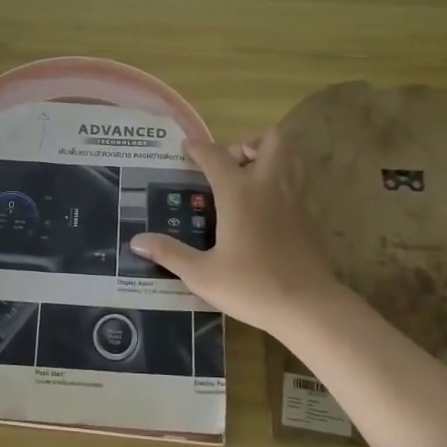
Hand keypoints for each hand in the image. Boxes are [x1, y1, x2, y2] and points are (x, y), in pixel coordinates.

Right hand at [130, 129, 344, 339]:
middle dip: (248, 143)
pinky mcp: (310, 216)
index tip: (186, 148)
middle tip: (230, 165)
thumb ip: (169, 253)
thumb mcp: (202, 274)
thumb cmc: (251, 286)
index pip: (214, 155)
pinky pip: (298, 182)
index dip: (198, 148)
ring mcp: (295, 198)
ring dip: (271, 157)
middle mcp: (268, 185)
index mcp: (238, 193)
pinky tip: (267, 209)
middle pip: (270, 140)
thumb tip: (136, 241)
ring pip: (291, 156)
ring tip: (250, 179)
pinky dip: (283, 182)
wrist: (308, 306)